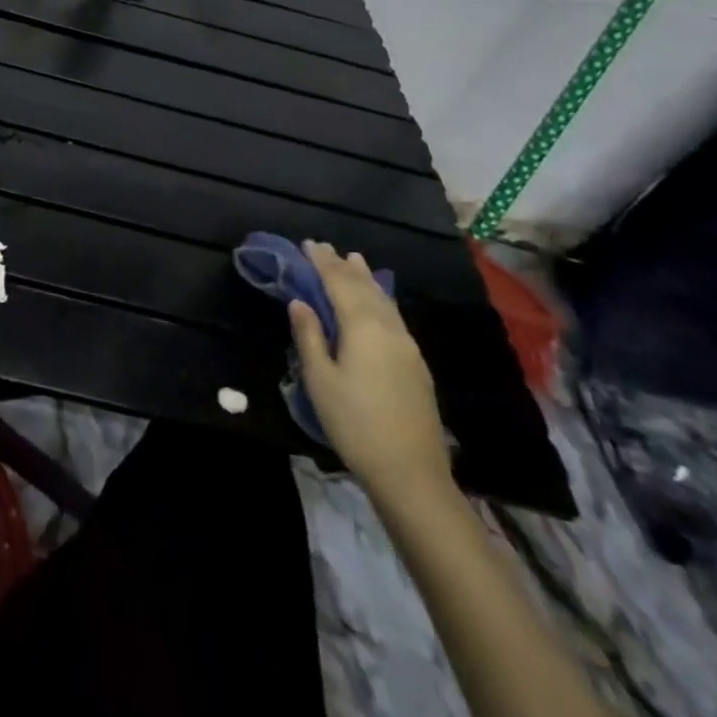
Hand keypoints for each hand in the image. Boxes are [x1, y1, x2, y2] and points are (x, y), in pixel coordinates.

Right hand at [290, 240, 452, 503]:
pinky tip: (377, 301)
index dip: (323, 263)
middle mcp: (389, 329)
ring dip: (366, 279)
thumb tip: (300, 302)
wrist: (410, 473)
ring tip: (355, 261)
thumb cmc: (355, 424)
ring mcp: (407, 346)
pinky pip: (394, 316)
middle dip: (343, 267)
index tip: (309, 244)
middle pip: (365, 288)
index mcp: (363, 328)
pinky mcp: (416, 364)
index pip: (340, 284)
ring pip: (384, 301)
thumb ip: (310, 336)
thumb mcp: (320, 380)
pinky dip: (379, 298)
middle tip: (326, 248)